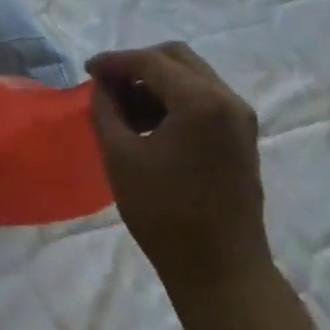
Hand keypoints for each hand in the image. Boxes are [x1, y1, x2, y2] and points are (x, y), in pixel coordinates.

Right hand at [86, 43, 272, 296]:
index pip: (150, 61)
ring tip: (123, 108)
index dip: (114, 62)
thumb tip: (103, 86)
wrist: (222, 272)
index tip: (87, 71)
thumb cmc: (165, 214)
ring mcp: (239, 118)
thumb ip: (106, 109)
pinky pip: (204, 99)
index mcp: (200, 101)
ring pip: (192, 77)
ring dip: (156, 82)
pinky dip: (174, 100)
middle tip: (106, 85)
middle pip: (176, 58)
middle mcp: (227, 99)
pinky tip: (149, 124)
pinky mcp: (241, 137)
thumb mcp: (120, 156)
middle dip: (137, 65)